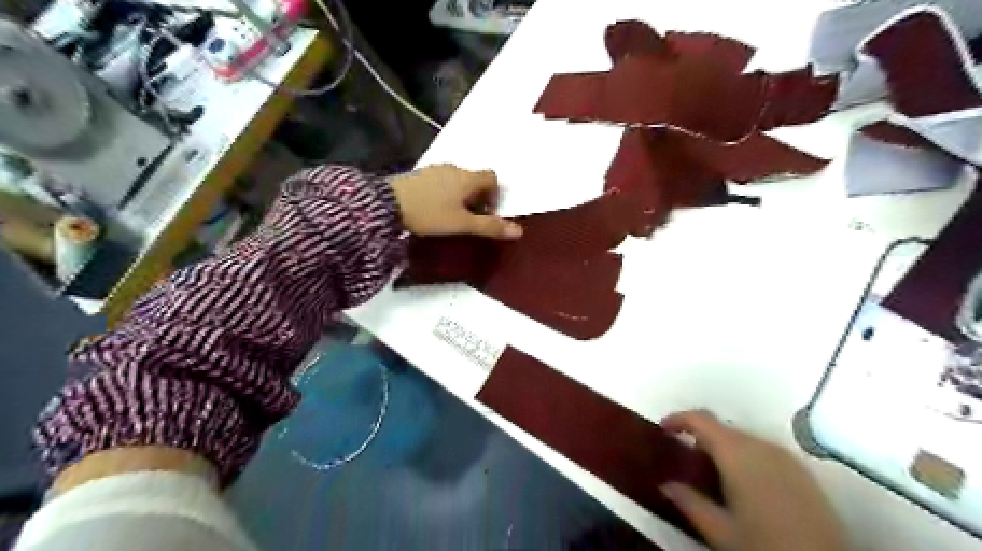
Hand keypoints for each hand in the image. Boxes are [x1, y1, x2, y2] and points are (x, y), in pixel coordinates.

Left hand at [388, 164, 520, 238]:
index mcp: (468, 178)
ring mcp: (435, 169)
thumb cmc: (430, 213)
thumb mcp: (462, 224)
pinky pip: (441, 181)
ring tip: (449, 216)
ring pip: (457, 180)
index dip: (494, 195)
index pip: (492, 178)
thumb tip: (519, 231)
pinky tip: (432, 209)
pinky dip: (444, 193)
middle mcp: (454, 168)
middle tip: (468, 219)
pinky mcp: (419, 174)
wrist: (387, 204)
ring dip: (460, 196)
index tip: (485, 214)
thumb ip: (490, 227)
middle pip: (475, 179)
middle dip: (477, 198)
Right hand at [654, 409, 849, 549]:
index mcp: (737, 453)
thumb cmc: (766, 545)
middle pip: (722, 428)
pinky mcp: (802, 472)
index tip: (662, 429)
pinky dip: (744, 457)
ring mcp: (785, 457)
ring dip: (722, 447)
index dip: (678, 419)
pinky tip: (743, 484)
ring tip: (711, 473)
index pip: (701, 419)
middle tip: (685, 458)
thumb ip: (689, 502)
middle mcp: (761, 445)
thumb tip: (665, 484)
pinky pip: (763, 451)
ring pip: (743, 439)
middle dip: (700, 437)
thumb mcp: (720, 531)